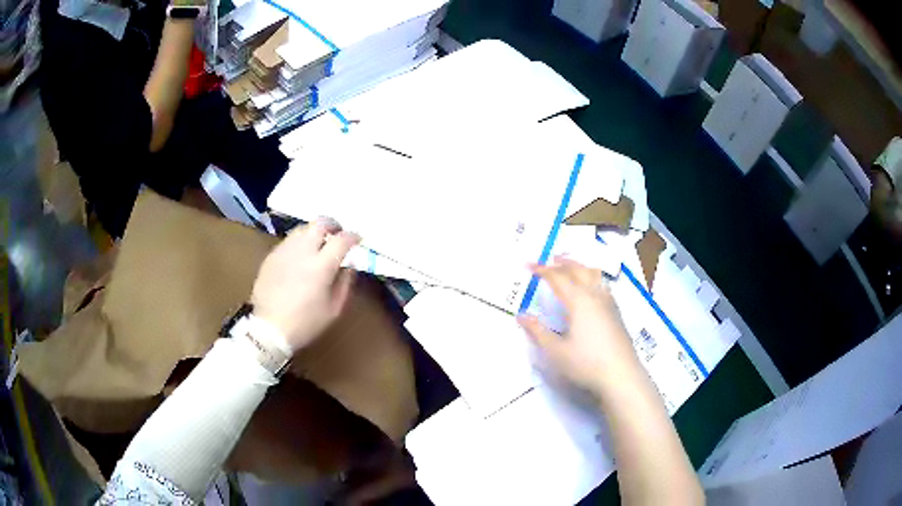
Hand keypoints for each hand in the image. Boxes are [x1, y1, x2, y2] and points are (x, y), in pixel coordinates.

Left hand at [251, 219, 359, 352]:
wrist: (269, 329)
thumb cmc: (305, 323)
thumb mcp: (334, 309)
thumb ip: (345, 284)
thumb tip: (349, 267)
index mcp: (321, 265)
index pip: (342, 240)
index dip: (353, 237)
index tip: (357, 239)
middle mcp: (303, 251)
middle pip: (320, 224)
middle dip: (332, 225)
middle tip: (337, 233)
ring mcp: (284, 251)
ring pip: (302, 229)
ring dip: (314, 232)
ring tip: (318, 243)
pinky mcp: (271, 256)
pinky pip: (288, 241)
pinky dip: (299, 243)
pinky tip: (300, 256)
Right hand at [517, 257, 639, 394]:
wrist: (621, 375)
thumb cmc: (586, 363)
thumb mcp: (556, 351)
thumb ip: (538, 332)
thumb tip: (521, 315)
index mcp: (579, 301)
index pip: (558, 278)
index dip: (542, 270)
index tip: (528, 265)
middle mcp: (595, 296)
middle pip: (578, 270)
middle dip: (562, 262)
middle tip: (549, 259)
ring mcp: (609, 304)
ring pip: (594, 275)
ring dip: (580, 266)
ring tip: (570, 266)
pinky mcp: (617, 313)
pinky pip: (603, 285)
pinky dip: (592, 277)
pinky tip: (592, 288)